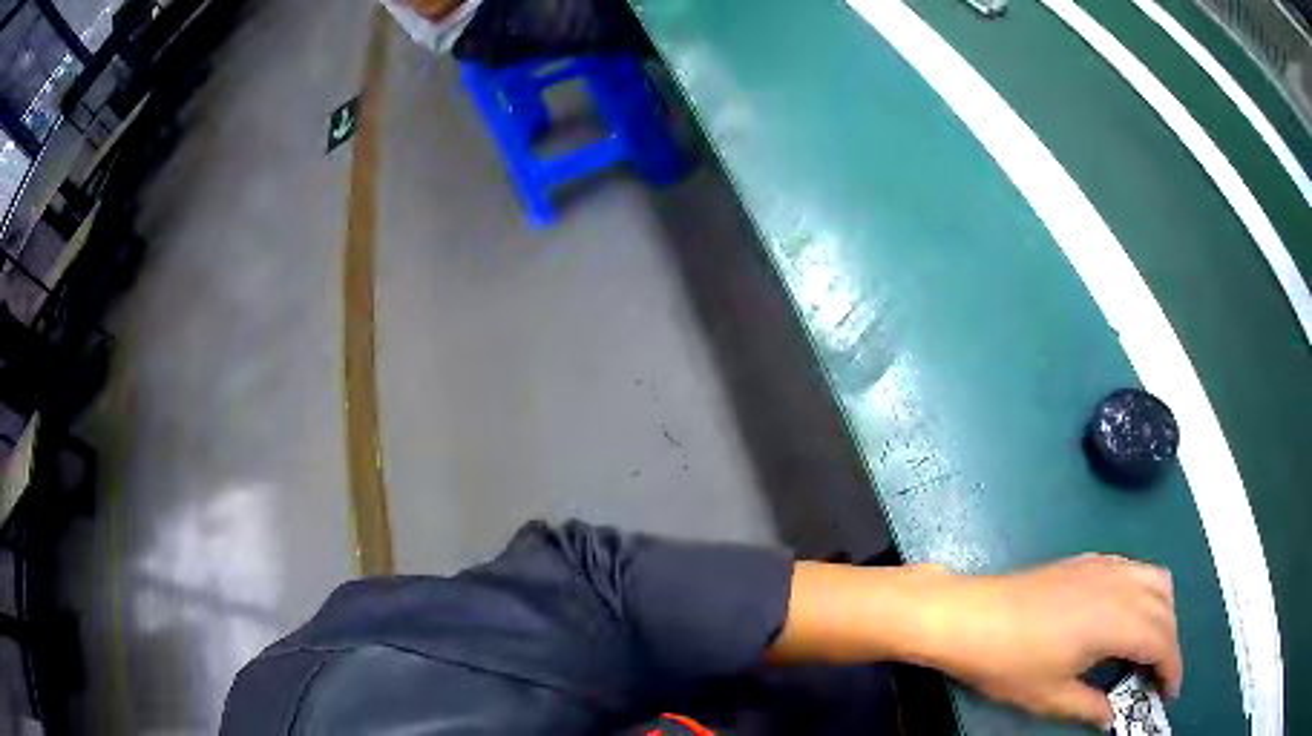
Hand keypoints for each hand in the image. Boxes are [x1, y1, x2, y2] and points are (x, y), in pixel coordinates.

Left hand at [915, 554, 1181, 728]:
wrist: (973, 615)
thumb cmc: (1011, 661)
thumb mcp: (1052, 696)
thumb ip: (1090, 707)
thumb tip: (1112, 717)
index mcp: (1120, 619)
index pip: (1162, 641)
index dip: (1172, 667)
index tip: (1171, 691)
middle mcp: (1123, 585)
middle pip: (1166, 609)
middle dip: (1170, 642)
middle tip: (1159, 675)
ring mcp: (1107, 566)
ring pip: (1156, 580)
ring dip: (1163, 612)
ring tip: (1150, 647)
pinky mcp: (1090, 561)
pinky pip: (1135, 570)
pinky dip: (1146, 591)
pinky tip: (1128, 616)